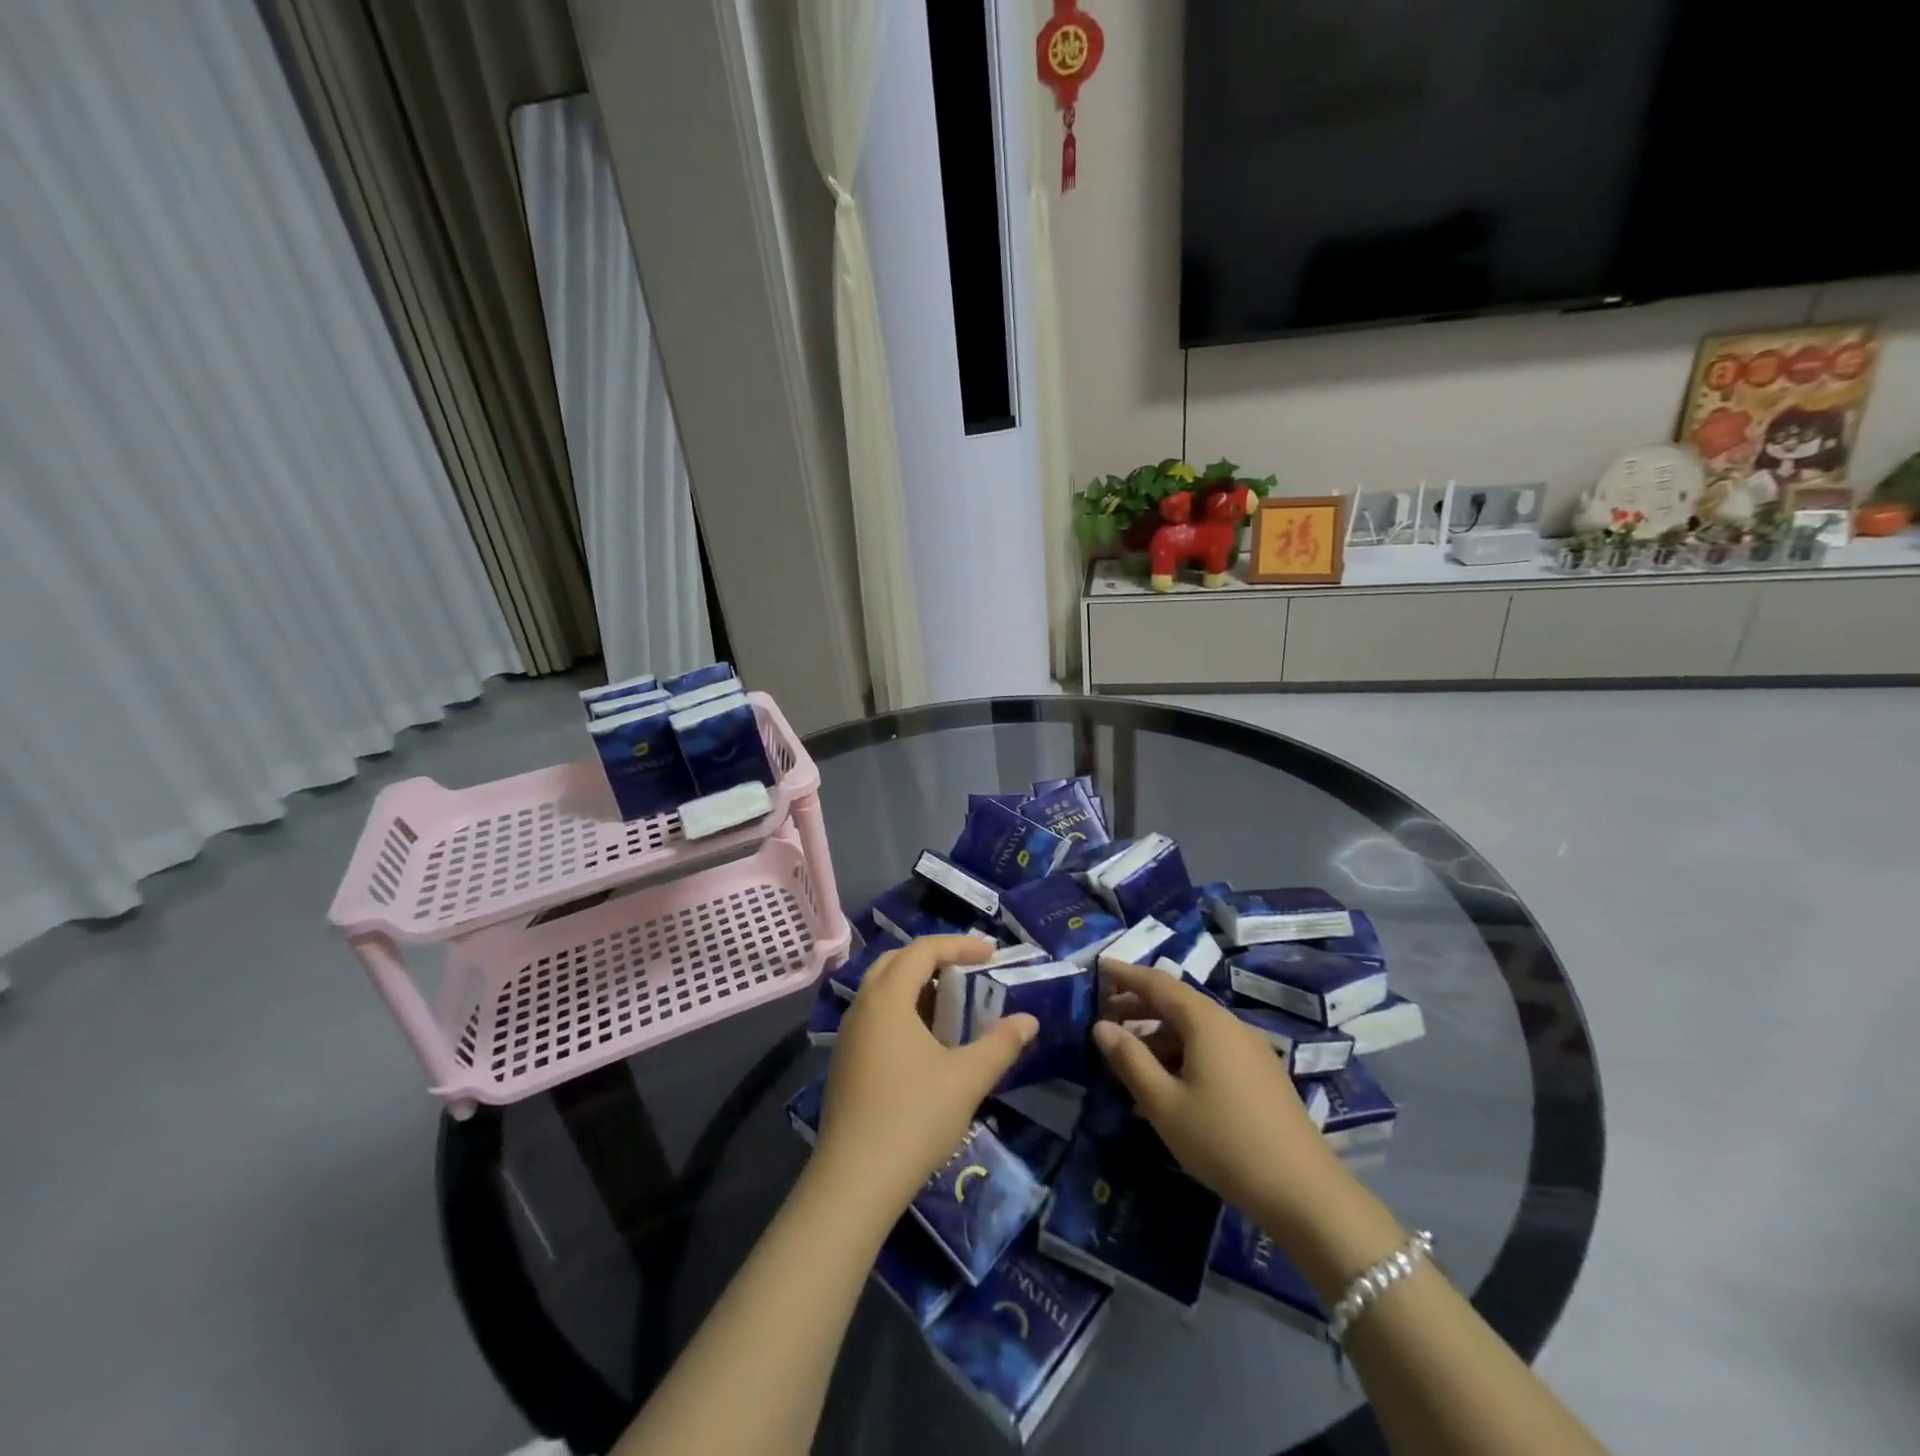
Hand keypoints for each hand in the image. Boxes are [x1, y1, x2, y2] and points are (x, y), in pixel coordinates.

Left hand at [816, 936, 1037, 1216]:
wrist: (854, 1182)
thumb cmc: (913, 1118)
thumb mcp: (966, 1079)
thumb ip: (1000, 1044)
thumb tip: (1029, 1021)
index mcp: (887, 998)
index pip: (923, 950)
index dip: (959, 945)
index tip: (992, 952)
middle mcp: (862, 1007)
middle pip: (897, 962)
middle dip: (934, 958)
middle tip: (968, 969)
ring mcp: (848, 1036)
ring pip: (883, 990)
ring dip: (917, 985)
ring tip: (953, 1003)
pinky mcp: (845, 1062)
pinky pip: (876, 1016)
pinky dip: (903, 1011)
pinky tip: (927, 1041)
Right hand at [1092, 962, 1328, 1216]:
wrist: (1305, 1193)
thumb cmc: (1223, 1141)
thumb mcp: (1164, 1103)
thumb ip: (1129, 1060)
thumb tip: (1100, 1026)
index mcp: (1205, 1021)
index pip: (1158, 983)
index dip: (1125, 974)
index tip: (1099, 966)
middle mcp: (1229, 1025)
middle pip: (1177, 1003)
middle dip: (1138, 1006)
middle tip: (1103, 1017)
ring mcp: (1250, 1050)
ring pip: (1194, 1029)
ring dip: (1159, 1035)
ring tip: (1129, 1059)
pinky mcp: (1261, 1075)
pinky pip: (1211, 1049)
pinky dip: (1182, 1054)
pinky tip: (1168, 1086)